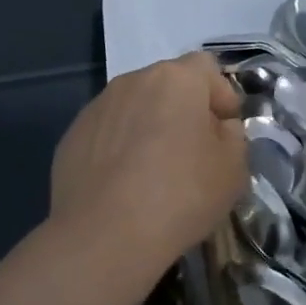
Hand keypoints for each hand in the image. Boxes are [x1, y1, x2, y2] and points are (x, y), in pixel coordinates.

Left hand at [49, 53, 246, 279]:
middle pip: (168, 85)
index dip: (221, 96)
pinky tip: (124, 186)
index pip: (207, 68)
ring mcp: (98, 107)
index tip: (224, 133)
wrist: (103, 236)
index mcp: (176, 79)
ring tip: (155, 172)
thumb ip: (233, 137)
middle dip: (184, 111)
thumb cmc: (180, 195)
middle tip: (194, 154)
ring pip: (135, 108)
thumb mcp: (233, 169)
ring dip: (150, 128)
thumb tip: (218, 128)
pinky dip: (120, 148)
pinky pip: (108, 133)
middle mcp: (133, 81)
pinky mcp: (72, 135)